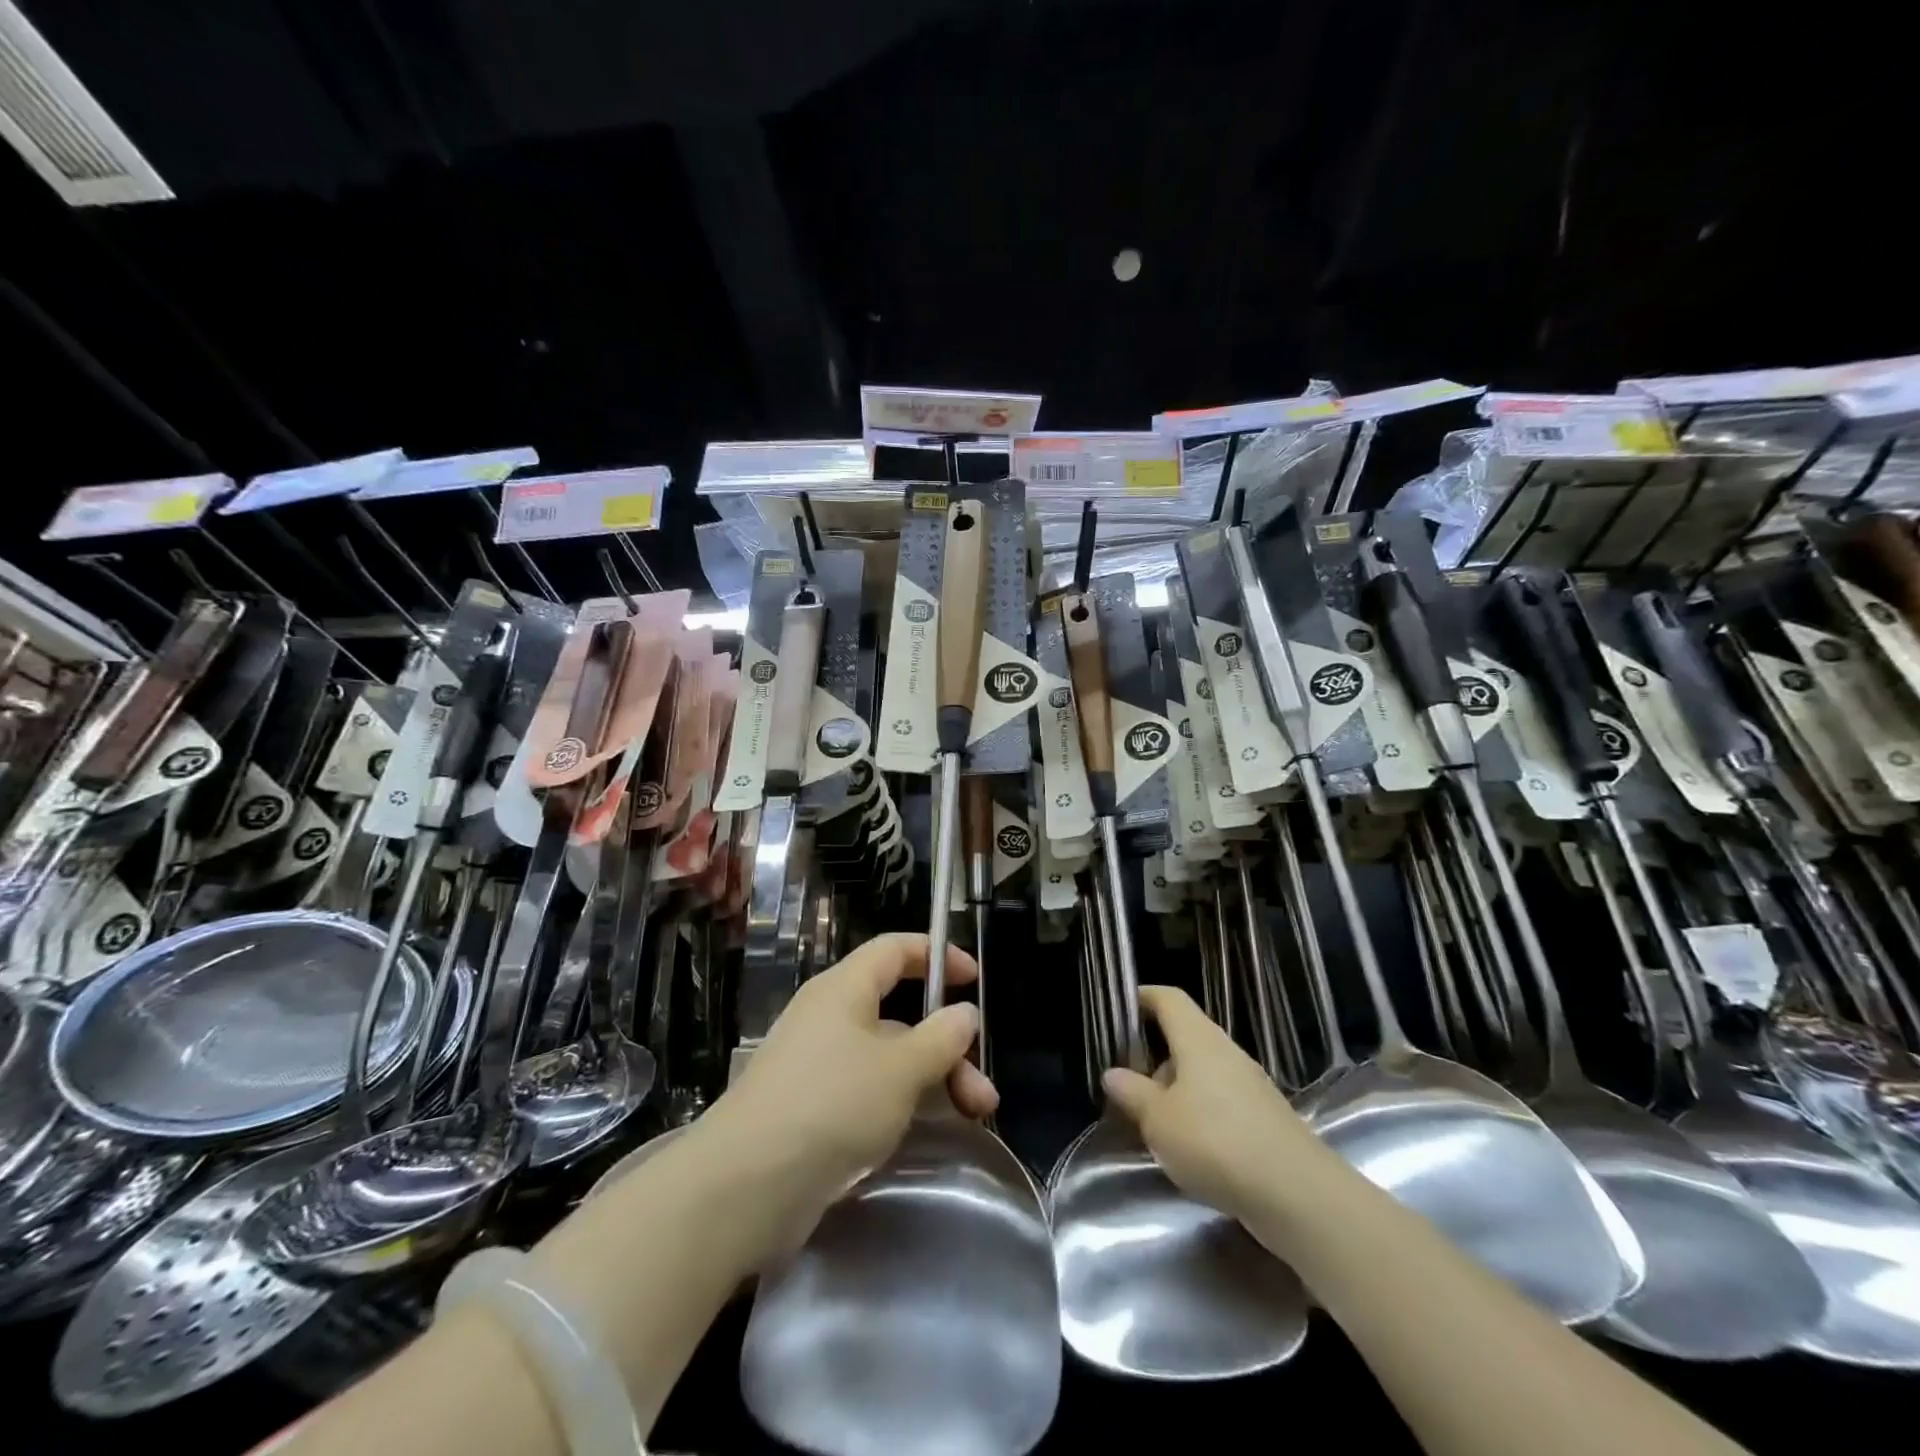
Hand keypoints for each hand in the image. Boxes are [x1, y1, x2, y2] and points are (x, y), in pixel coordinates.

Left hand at [707, 933, 997, 1212]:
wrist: (744, 1185)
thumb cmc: (831, 1104)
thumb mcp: (900, 1068)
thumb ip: (940, 1038)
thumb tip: (964, 1013)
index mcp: (844, 989)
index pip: (893, 950)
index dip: (935, 955)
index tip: (972, 977)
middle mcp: (829, 1018)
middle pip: (899, 1013)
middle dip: (946, 1044)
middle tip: (982, 1088)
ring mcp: (818, 1065)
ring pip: (888, 1057)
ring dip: (933, 1079)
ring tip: (973, 1115)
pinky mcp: (811, 1109)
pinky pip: (867, 1090)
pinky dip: (901, 1102)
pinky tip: (924, 1132)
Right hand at [1102, 986, 1315, 1224]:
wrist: (1298, 1195)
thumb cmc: (1216, 1142)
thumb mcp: (1159, 1120)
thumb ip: (1133, 1093)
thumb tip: (1113, 1073)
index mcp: (1198, 1039)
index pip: (1168, 998)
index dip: (1142, 997)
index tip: (1118, 1010)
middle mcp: (1226, 1052)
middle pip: (1185, 1036)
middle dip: (1154, 1054)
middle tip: (1126, 1080)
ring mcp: (1250, 1085)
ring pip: (1202, 1072)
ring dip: (1175, 1088)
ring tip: (1151, 1121)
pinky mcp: (1264, 1118)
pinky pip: (1220, 1100)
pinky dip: (1199, 1112)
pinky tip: (1187, 1146)